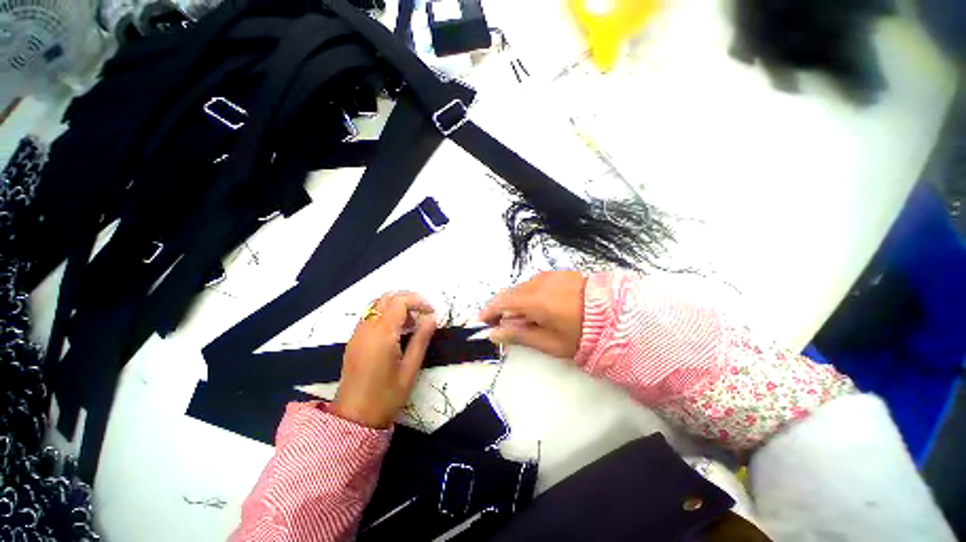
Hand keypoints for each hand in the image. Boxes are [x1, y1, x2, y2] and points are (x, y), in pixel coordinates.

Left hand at [331, 292, 436, 428]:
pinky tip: (396, 329)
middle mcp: (366, 328)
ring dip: (396, 305)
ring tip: (412, 322)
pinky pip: (370, 316)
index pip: (400, 302)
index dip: (418, 301)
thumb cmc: (387, 396)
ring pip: (376, 305)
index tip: (432, 312)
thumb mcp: (410, 369)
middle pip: (387, 298)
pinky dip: (385, 313)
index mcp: (382, 334)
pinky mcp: (354, 340)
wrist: (354, 418)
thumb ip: (421, 339)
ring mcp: (357, 333)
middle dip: (408, 299)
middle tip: (423, 312)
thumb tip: (432, 318)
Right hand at [479, 271, 585, 358]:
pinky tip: (537, 308)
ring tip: (521, 320)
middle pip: (510, 294)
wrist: (616, 315)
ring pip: (522, 288)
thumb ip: (519, 335)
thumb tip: (495, 333)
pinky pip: (535, 284)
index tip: (481, 321)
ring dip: (516, 302)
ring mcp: (548, 276)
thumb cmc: (581, 334)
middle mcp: (537, 282)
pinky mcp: (558, 274)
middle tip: (500, 325)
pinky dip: (529, 295)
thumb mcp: (549, 342)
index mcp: (534, 299)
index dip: (488, 311)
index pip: (501, 302)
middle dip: (502, 308)